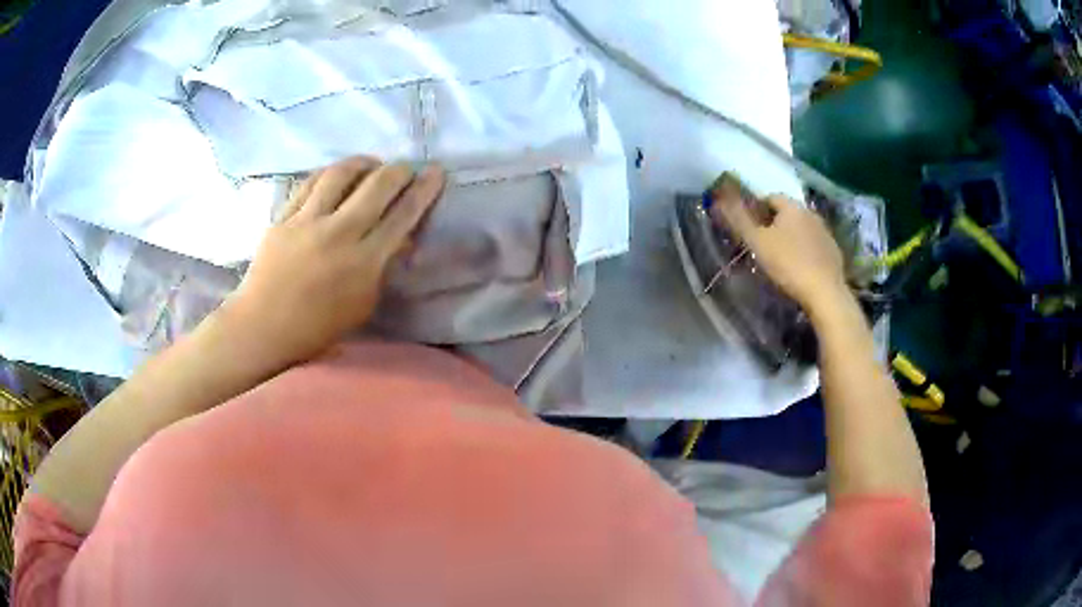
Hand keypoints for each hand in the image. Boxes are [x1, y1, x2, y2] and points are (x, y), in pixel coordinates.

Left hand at [222, 156, 445, 367]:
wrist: (263, 327)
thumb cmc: (317, 327)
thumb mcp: (362, 304)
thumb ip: (382, 268)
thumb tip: (399, 238)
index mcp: (364, 262)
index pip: (403, 215)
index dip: (424, 189)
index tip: (436, 172)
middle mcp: (339, 233)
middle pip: (377, 185)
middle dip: (399, 170)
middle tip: (406, 168)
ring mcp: (308, 221)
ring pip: (341, 174)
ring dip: (363, 163)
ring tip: (371, 164)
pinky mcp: (284, 216)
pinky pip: (310, 183)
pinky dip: (330, 173)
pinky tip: (337, 174)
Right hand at [710, 187, 846, 314]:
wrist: (824, 293)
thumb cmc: (788, 264)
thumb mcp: (757, 242)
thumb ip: (739, 219)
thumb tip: (719, 198)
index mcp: (792, 207)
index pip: (771, 197)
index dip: (757, 209)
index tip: (750, 228)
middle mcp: (811, 213)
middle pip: (788, 212)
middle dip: (775, 223)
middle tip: (763, 244)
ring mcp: (825, 232)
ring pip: (803, 228)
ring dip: (792, 237)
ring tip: (782, 257)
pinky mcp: (834, 251)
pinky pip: (815, 245)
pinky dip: (806, 250)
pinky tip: (800, 268)